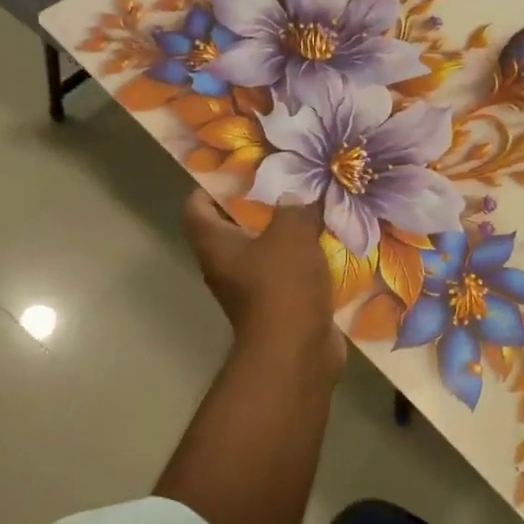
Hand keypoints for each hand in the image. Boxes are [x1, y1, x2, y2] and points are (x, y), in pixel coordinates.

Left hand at [181, 191, 344, 373]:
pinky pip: (288, 274)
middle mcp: (226, 267)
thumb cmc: (282, 286)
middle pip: (232, 229)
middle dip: (257, 206)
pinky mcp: (280, 307)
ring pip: (265, 252)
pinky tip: (328, 243)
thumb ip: (293, 209)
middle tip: (285, 183)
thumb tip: (294, 198)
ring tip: (312, 208)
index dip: (209, 187)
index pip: (196, 208)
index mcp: (215, 245)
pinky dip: (304, 260)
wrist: (297, 352)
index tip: (236, 171)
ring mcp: (252, 290)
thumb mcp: (291, 234)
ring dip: (285, 234)